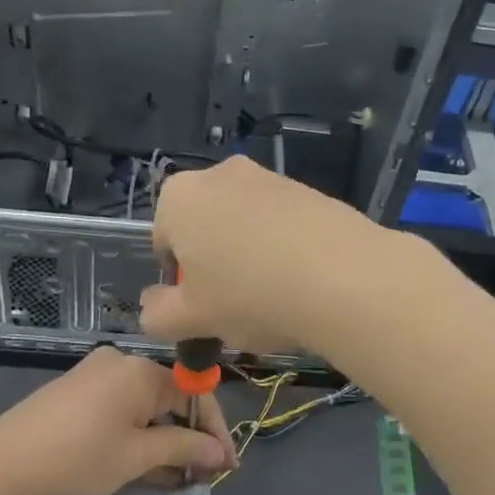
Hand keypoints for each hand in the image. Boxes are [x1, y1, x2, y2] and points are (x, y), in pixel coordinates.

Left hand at [0, 347, 234, 494]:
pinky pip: (120, 409)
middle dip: (188, 438)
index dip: (214, 430)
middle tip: (202, 476)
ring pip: (144, 407)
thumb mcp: (136, 456)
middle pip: (169, 398)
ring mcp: (94, 375)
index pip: (194, 393)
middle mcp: (120, 362)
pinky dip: (136, 434)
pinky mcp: (76, 391)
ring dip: (163, 440)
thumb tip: (220, 452)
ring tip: (176, 478)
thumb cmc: (77, 458)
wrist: (0, 464)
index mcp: (140, 370)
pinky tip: (145, 465)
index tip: (228, 465)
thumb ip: (183, 448)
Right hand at [138, 156, 395, 354]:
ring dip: (248, 255)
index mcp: (179, 198)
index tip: (200, 307)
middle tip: (233, 304)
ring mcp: (268, 177)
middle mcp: (220, 175)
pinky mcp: (309, 189)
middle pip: (204, 227)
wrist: (343, 277)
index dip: (177, 279)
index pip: (163, 240)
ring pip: (244, 224)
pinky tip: (302, 282)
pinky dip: (283, 248)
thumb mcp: (193, 319)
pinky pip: (282, 223)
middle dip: (213, 263)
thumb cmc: (249, 296)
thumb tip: (151, 307)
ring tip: (273, 297)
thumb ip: (159, 315)